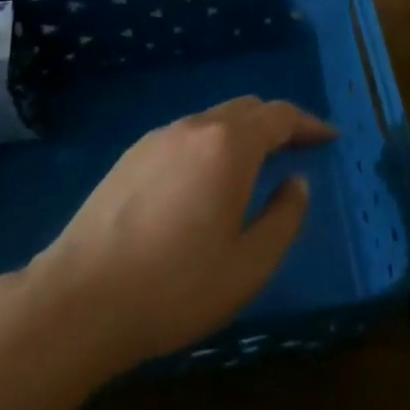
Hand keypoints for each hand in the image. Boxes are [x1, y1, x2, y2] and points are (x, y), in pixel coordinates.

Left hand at [32, 96, 335, 370]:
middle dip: (277, 123)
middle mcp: (194, 128)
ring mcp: (157, 138)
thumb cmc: (175, 287)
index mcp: (228, 146)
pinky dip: (211, 144)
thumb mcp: (248, 265)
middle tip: (298, 148)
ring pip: (213, 120)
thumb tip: (297, 183)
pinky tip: (205, 179)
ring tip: (255, 165)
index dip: (308, 124)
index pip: (279, 116)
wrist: (79, 300)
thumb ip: (284, 218)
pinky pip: (185, 135)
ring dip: (242, 133)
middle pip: (246, 109)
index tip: (329, 138)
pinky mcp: (130, 156)